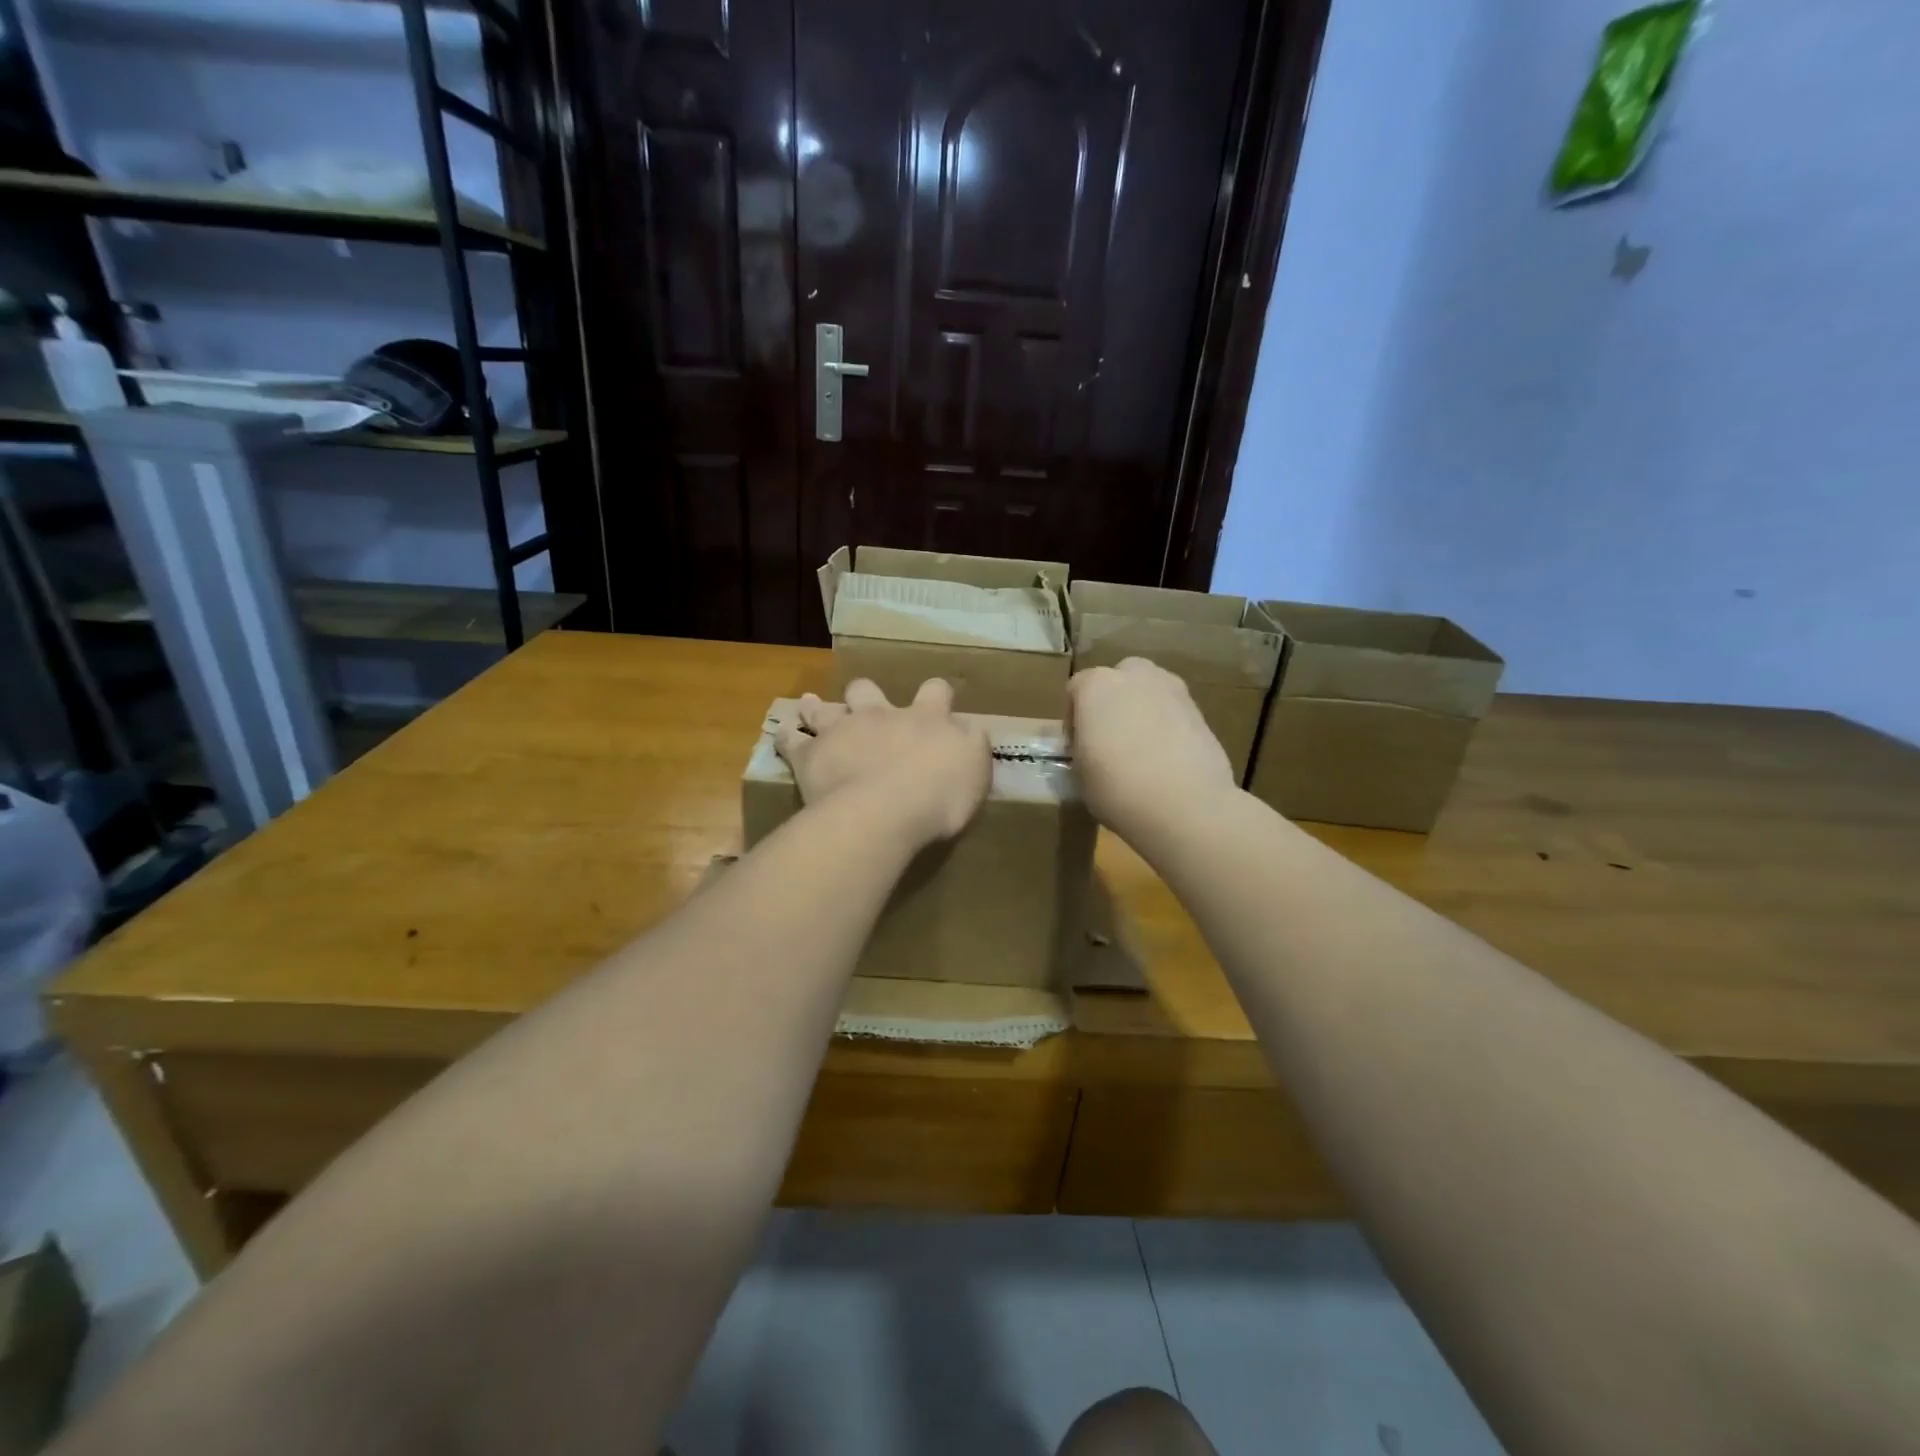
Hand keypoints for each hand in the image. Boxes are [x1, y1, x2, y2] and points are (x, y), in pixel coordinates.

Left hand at [776, 679, 990, 848]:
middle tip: (866, 704)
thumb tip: (969, 729)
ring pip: (825, 709)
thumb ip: (972, 745)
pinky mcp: (811, 756)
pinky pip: (792, 741)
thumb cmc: (938, 795)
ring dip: (818, 707)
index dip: (938, 694)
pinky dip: (787, 737)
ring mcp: (842, 732)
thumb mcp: (976, 769)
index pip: (936, 691)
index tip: (939, 699)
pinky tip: (782, 735)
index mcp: (925, 718)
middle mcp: (881, 715)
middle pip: (869, 690)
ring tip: (811, 704)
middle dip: (866, 694)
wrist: (883, 812)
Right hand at [1067, 657, 1237, 843]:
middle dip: (1112, 703)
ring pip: (1149, 692)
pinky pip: (1173, 712)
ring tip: (1141, 750)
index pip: (1076, 690)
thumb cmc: (1118, 788)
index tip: (1078, 747)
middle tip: (1110, 740)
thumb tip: (1094, 750)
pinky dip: (1168, 727)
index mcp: (1097, 685)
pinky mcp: (1201, 711)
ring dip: (1142, 711)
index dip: (1074, 719)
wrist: (1186, 805)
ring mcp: (1173, 690)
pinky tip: (1166, 759)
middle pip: (1118, 680)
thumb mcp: (1080, 773)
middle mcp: (1135, 676)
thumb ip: (1083, 750)